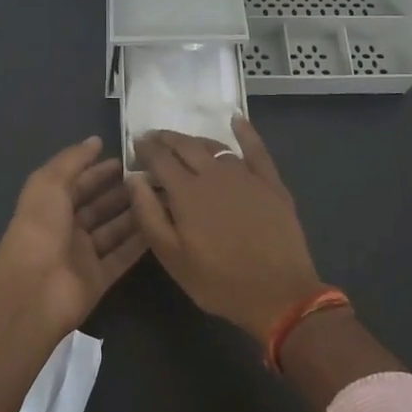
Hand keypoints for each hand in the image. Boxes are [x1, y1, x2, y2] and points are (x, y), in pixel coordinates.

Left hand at [0, 136, 146, 333]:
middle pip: (99, 206)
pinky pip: (123, 256)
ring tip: (164, 196)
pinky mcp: (99, 278)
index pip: (79, 183)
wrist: (33, 289)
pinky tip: (162, 225)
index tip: (129, 158)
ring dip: (135, 214)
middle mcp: (67, 229)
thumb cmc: (39, 228)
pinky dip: (140, 243)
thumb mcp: (49, 183)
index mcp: (51, 205)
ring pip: (114, 230)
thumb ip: (73, 160)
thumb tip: (96, 140)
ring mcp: (83, 255)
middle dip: (122, 191)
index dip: (100, 170)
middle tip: (154, 177)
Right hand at [127, 117, 325, 342]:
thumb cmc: (219, 281)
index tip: (135, 143)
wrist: (278, 293)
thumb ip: (148, 215)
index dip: (145, 148)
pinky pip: (256, 149)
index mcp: (186, 192)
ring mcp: (245, 175)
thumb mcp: (172, 257)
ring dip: (195, 140)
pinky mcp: (270, 182)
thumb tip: (132, 178)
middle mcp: (214, 174)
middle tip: (154, 137)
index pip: (160, 158)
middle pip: (186, 146)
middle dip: (166, 138)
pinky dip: (244, 131)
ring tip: (184, 141)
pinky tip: (236, 119)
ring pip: (215, 147)